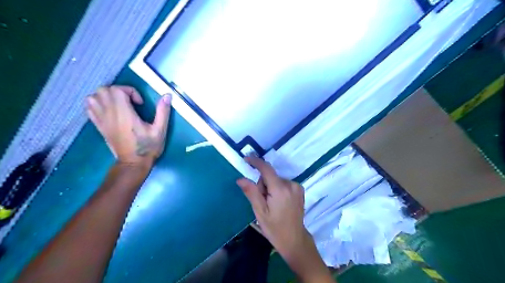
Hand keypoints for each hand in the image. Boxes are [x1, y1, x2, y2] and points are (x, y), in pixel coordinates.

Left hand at [86, 86, 171, 164]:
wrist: (133, 163)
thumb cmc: (148, 147)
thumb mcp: (160, 130)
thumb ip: (163, 112)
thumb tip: (167, 95)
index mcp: (124, 114)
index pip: (117, 90)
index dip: (130, 91)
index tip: (140, 103)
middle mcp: (110, 114)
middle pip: (104, 90)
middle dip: (119, 91)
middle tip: (131, 101)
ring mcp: (101, 120)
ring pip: (93, 97)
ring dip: (106, 96)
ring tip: (120, 104)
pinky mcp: (99, 126)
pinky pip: (89, 108)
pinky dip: (97, 103)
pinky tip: (110, 110)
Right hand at [237, 158, 307, 257]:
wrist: (294, 239)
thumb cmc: (275, 228)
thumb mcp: (260, 212)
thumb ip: (251, 192)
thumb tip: (240, 178)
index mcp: (280, 189)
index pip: (266, 169)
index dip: (256, 162)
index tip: (246, 158)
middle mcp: (291, 184)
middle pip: (270, 176)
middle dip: (263, 184)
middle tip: (263, 201)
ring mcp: (297, 186)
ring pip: (276, 179)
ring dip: (270, 187)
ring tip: (271, 204)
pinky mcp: (299, 189)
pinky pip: (283, 183)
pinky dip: (277, 188)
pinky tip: (279, 202)